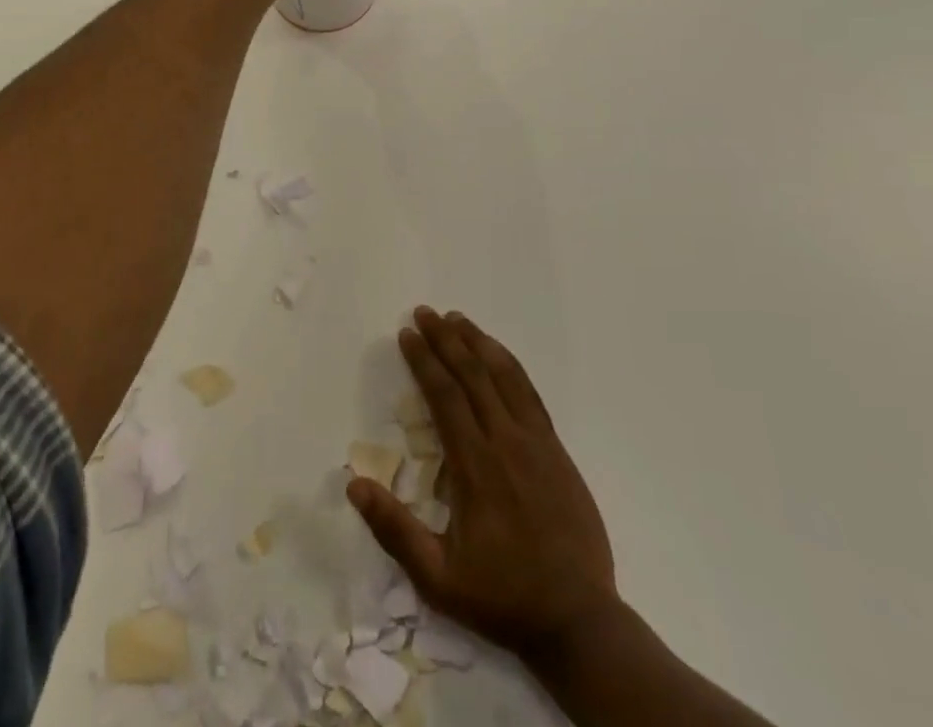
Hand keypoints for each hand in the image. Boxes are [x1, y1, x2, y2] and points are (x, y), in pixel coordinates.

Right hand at [347, 308, 623, 665]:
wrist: (579, 621)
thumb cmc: (502, 597)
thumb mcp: (438, 578)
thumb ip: (395, 530)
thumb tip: (353, 485)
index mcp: (475, 467)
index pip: (445, 396)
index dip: (424, 361)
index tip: (406, 334)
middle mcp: (506, 442)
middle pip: (472, 375)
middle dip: (445, 339)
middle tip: (424, 312)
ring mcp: (536, 442)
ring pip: (504, 376)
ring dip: (478, 343)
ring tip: (457, 318)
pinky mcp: (556, 449)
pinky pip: (530, 393)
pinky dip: (510, 365)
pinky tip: (498, 353)